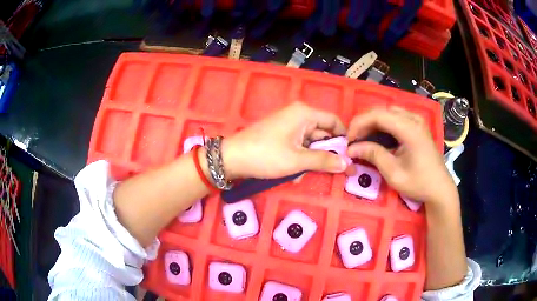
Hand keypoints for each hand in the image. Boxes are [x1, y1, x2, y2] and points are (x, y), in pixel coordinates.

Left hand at [222, 102, 349, 178]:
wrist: (232, 159)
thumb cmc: (266, 155)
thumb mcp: (297, 160)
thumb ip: (324, 161)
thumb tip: (346, 163)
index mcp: (305, 113)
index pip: (334, 122)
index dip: (343, 139)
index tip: (347, 157)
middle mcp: (298, 115)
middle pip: (323, 134)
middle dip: (323, 155)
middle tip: (326, 173)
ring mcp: (288, 125)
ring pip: (310, 144)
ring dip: (308, 161)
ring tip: (297, 174)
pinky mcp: (281, 135)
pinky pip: (298, 146)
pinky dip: (298, 160)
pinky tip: (290, 172)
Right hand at [346, 106, 456, 205]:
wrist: (440, 188)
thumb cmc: (419, 183)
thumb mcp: (394, 173)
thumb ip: (373, 156)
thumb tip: (351, 149)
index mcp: (410, 128)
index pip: (378, 115)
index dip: (359, 124)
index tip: (348, 140)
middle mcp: (413, 119)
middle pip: (382, 110)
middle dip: (364, 122)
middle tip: (354, 140)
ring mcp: (417, 121)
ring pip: (388, 112)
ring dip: (373, 122)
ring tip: (363, 138)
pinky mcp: (417, 126)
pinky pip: (396, 117)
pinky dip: (383, 124)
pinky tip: (378, 137)